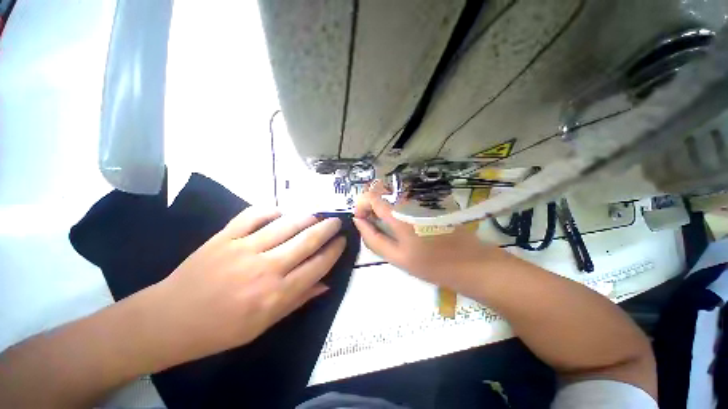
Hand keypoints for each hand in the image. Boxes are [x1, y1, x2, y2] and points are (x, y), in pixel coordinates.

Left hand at [136, 207, 345, 369]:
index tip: (342, 241)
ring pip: (286, 224)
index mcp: (277, 294)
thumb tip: (326, 283)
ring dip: (307, 217)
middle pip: (307, 240)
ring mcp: (244, 249)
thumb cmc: (221, 329)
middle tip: (337, 221)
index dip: (334, 251)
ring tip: (317, 215)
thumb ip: (299, 300)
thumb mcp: (265, 325)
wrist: (170, 319)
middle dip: (328, 228)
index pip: (318, 265)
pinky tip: (281, 212)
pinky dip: (271, 210)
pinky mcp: (225, 237)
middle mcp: (266, 268)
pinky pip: (254, 215)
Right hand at [352, 185, 507, 294]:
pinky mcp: (428, 204)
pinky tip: (401, 225)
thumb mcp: (397, 257)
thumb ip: (374, 238)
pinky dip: (395, 209)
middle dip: (370, 206)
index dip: (361, 204)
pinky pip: (404, 201)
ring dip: (382, 208)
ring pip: (392, 197)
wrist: (471, 263)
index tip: (361, 219)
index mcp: (399, 215)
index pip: (371, 196)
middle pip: (381, 193)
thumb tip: (358, 221)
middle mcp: (409, 202)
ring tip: (385, 227)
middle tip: (372, 224)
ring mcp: (420, 201)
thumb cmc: (432, 265)